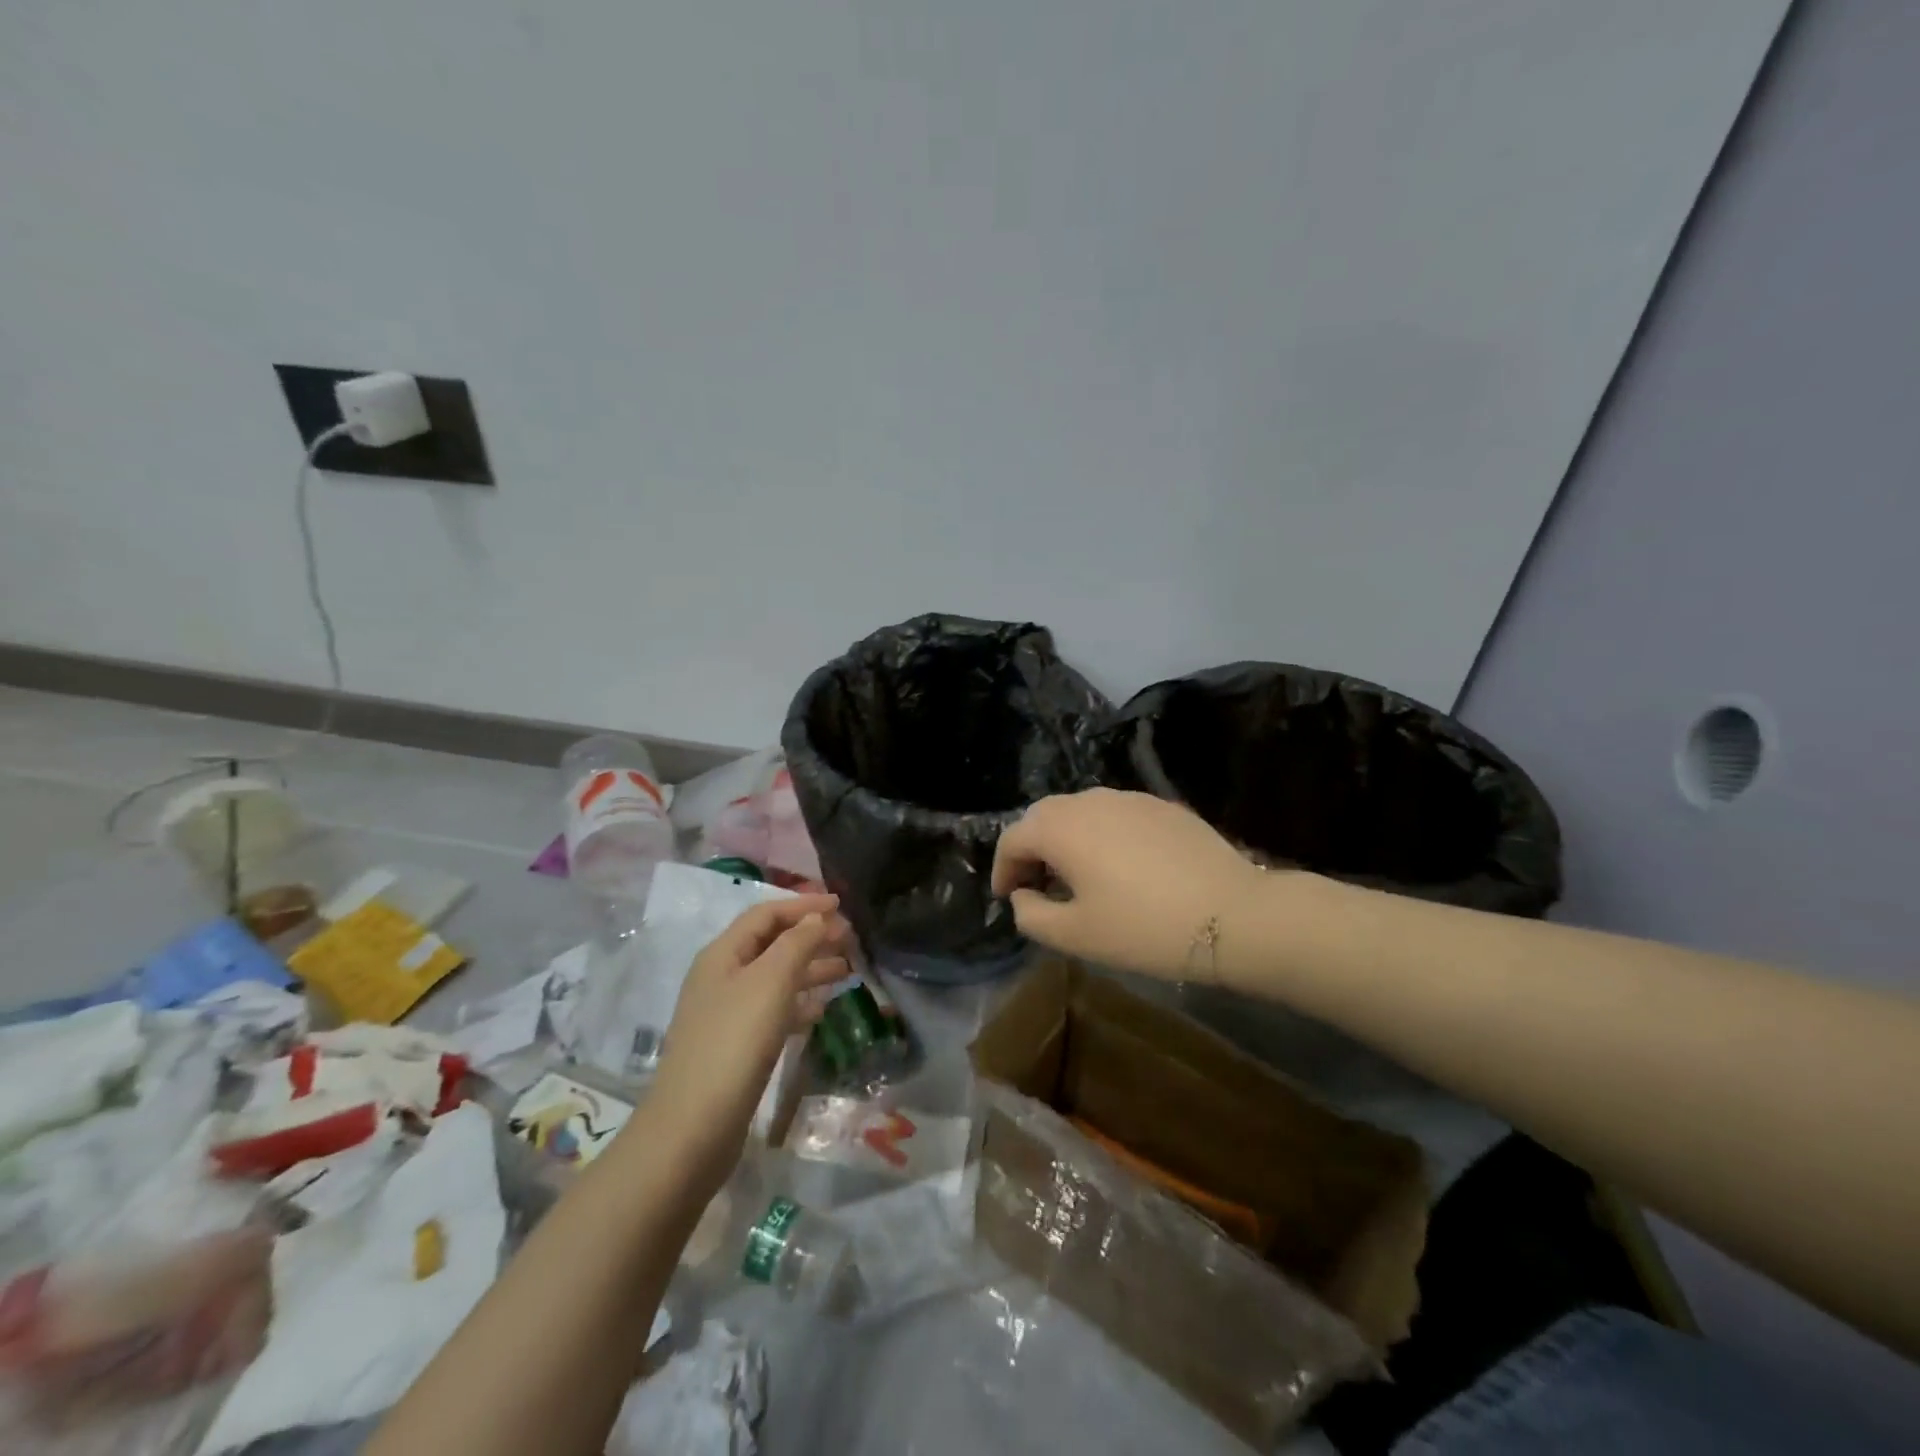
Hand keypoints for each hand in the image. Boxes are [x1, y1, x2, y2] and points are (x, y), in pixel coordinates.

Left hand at [642, 896, 850, 1194]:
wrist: (693, 1129)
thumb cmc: (734, 1042)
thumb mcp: (770, 982)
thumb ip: (796, 943)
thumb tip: (815, 919)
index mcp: (722, 954)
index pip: (765, 914)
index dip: (803, 905)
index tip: (841, 904)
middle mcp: (721, 978)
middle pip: (771, 944)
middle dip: (810, 936)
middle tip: (850, 938)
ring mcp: (726, 1014)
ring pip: (775, 978)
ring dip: (809, 969)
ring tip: (847, 970)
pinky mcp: (735, 1048)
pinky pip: (773, 1011)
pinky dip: (799, 1003)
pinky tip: (822, 1009)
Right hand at [992, 788, 1265, 979]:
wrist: (1233, 915)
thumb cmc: (1144, 928)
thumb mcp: (1076, 935)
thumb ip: (1032, 915)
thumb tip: (1024, 895)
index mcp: (1061, 827)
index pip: (1013, 839)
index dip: (1003, 870)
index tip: (1009, 899)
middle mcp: (1089, 800)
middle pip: (1043, 816)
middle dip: (1032, 849)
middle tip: (1038, 886)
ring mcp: (1129, 798)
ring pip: (1080, 811)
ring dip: (1066, 839)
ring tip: (1078, 877)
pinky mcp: (1161, 806)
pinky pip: (1115, 814)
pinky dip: (1101, 835)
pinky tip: (1120, 868)